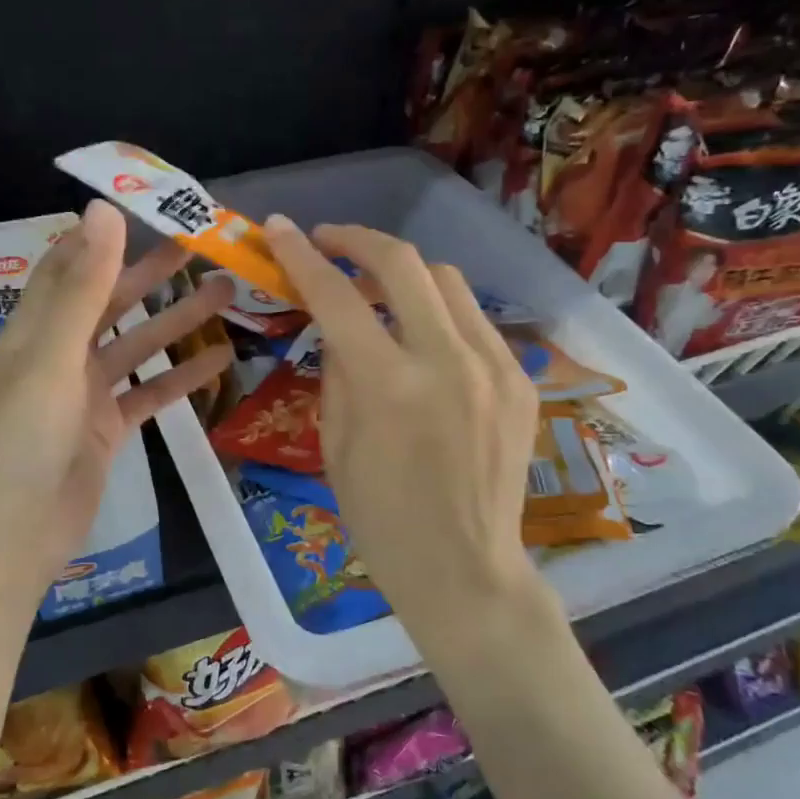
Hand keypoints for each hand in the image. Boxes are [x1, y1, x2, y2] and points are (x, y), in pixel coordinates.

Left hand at [0, 201, 232, 595]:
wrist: (15, 533)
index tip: (147, 211)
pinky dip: (181, 378)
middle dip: (153, 274)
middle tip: (203, 248)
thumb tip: (103, 210)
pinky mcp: (107, 430)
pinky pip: (149, 394)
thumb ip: (84, 286)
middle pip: (110, 302)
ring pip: (137, 346)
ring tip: (226, 295)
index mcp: (35, 329)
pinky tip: (221, 360)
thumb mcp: (53, 355)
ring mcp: (85, 394)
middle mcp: (59, 354)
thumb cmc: (24, 437)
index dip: (102, 238)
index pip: (68, 267)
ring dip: (176, 321)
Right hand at [263, 217, 553, 635]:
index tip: (279, 228)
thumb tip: (338, 326)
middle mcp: (447, 361)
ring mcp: (494, 366)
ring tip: (376, 288)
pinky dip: (438, 313)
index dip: (301, 256)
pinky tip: (422, 337)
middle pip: (403, 263)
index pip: (336, 297)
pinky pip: (474, 321)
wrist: (464, 569)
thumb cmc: (380, 518)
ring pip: (447, 281)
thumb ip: (336, 372)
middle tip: (329, 242)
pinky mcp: (520, 380)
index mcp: (388, 385)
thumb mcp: (335, 443)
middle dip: (358, 240)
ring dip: (403, 273)